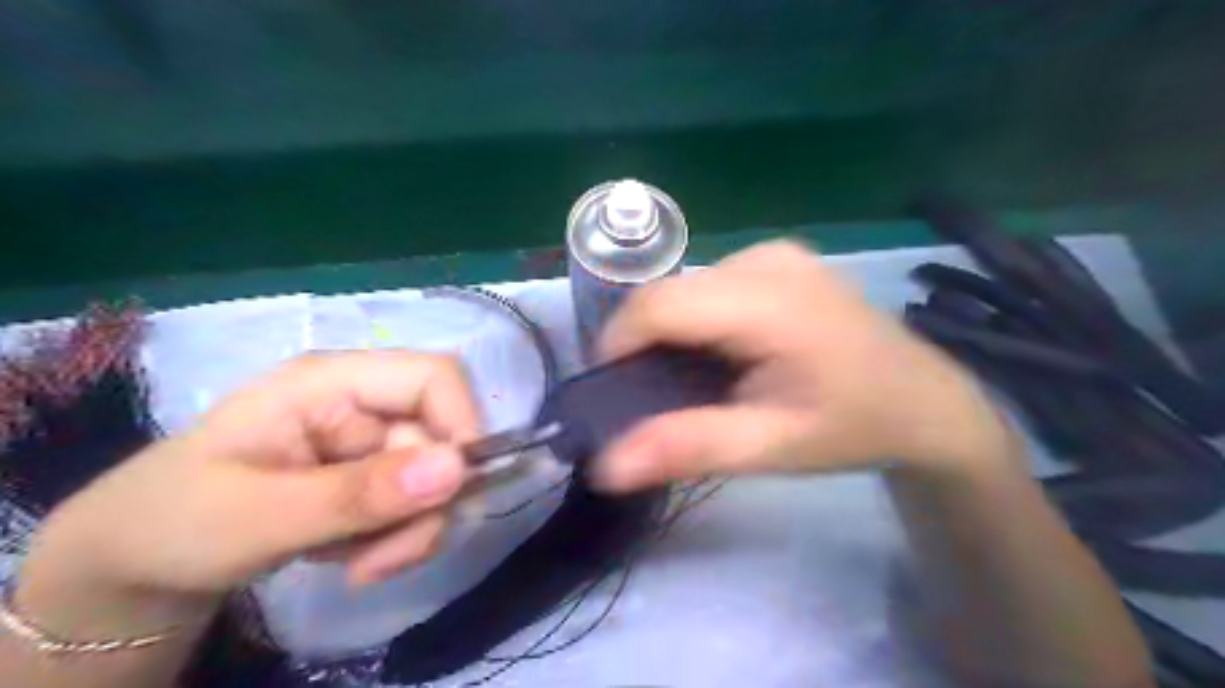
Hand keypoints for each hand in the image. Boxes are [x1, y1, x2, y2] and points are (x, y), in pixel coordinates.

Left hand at [21, 352, 481, 619]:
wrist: (136, 566)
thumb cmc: (171, 522)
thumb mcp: (256, 516)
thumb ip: (356, 494)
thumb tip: (458, 469)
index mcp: (330, 381)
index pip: (434, 376)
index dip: (461, 424)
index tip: (452, 493)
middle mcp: (362, 403)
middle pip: (442, 437)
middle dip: (425, 506)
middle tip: (379, 561)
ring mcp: (369, 441)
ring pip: (438, 478)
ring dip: (410, 531)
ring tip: (356, 566)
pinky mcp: (372, 475)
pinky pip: (419, 504)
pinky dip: (399, 540)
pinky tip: (353, 558)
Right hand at [593, 240, 1015, 489]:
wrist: (925, 401)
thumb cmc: (853, 427)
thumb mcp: (771, 447)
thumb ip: (688, 448)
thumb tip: (605, 466)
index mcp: (768, 300)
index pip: (658, 305)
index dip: (619, 346)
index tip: (617, 395)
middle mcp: (766, 259)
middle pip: (669, 294)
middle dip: (645, 345)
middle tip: (657, 398)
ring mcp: (775, 253)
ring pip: (685, 289)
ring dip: (672, 334)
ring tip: (693, 381)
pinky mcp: (779, 258)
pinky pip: (710, 284)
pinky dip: (698, 320)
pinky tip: (724, 355)